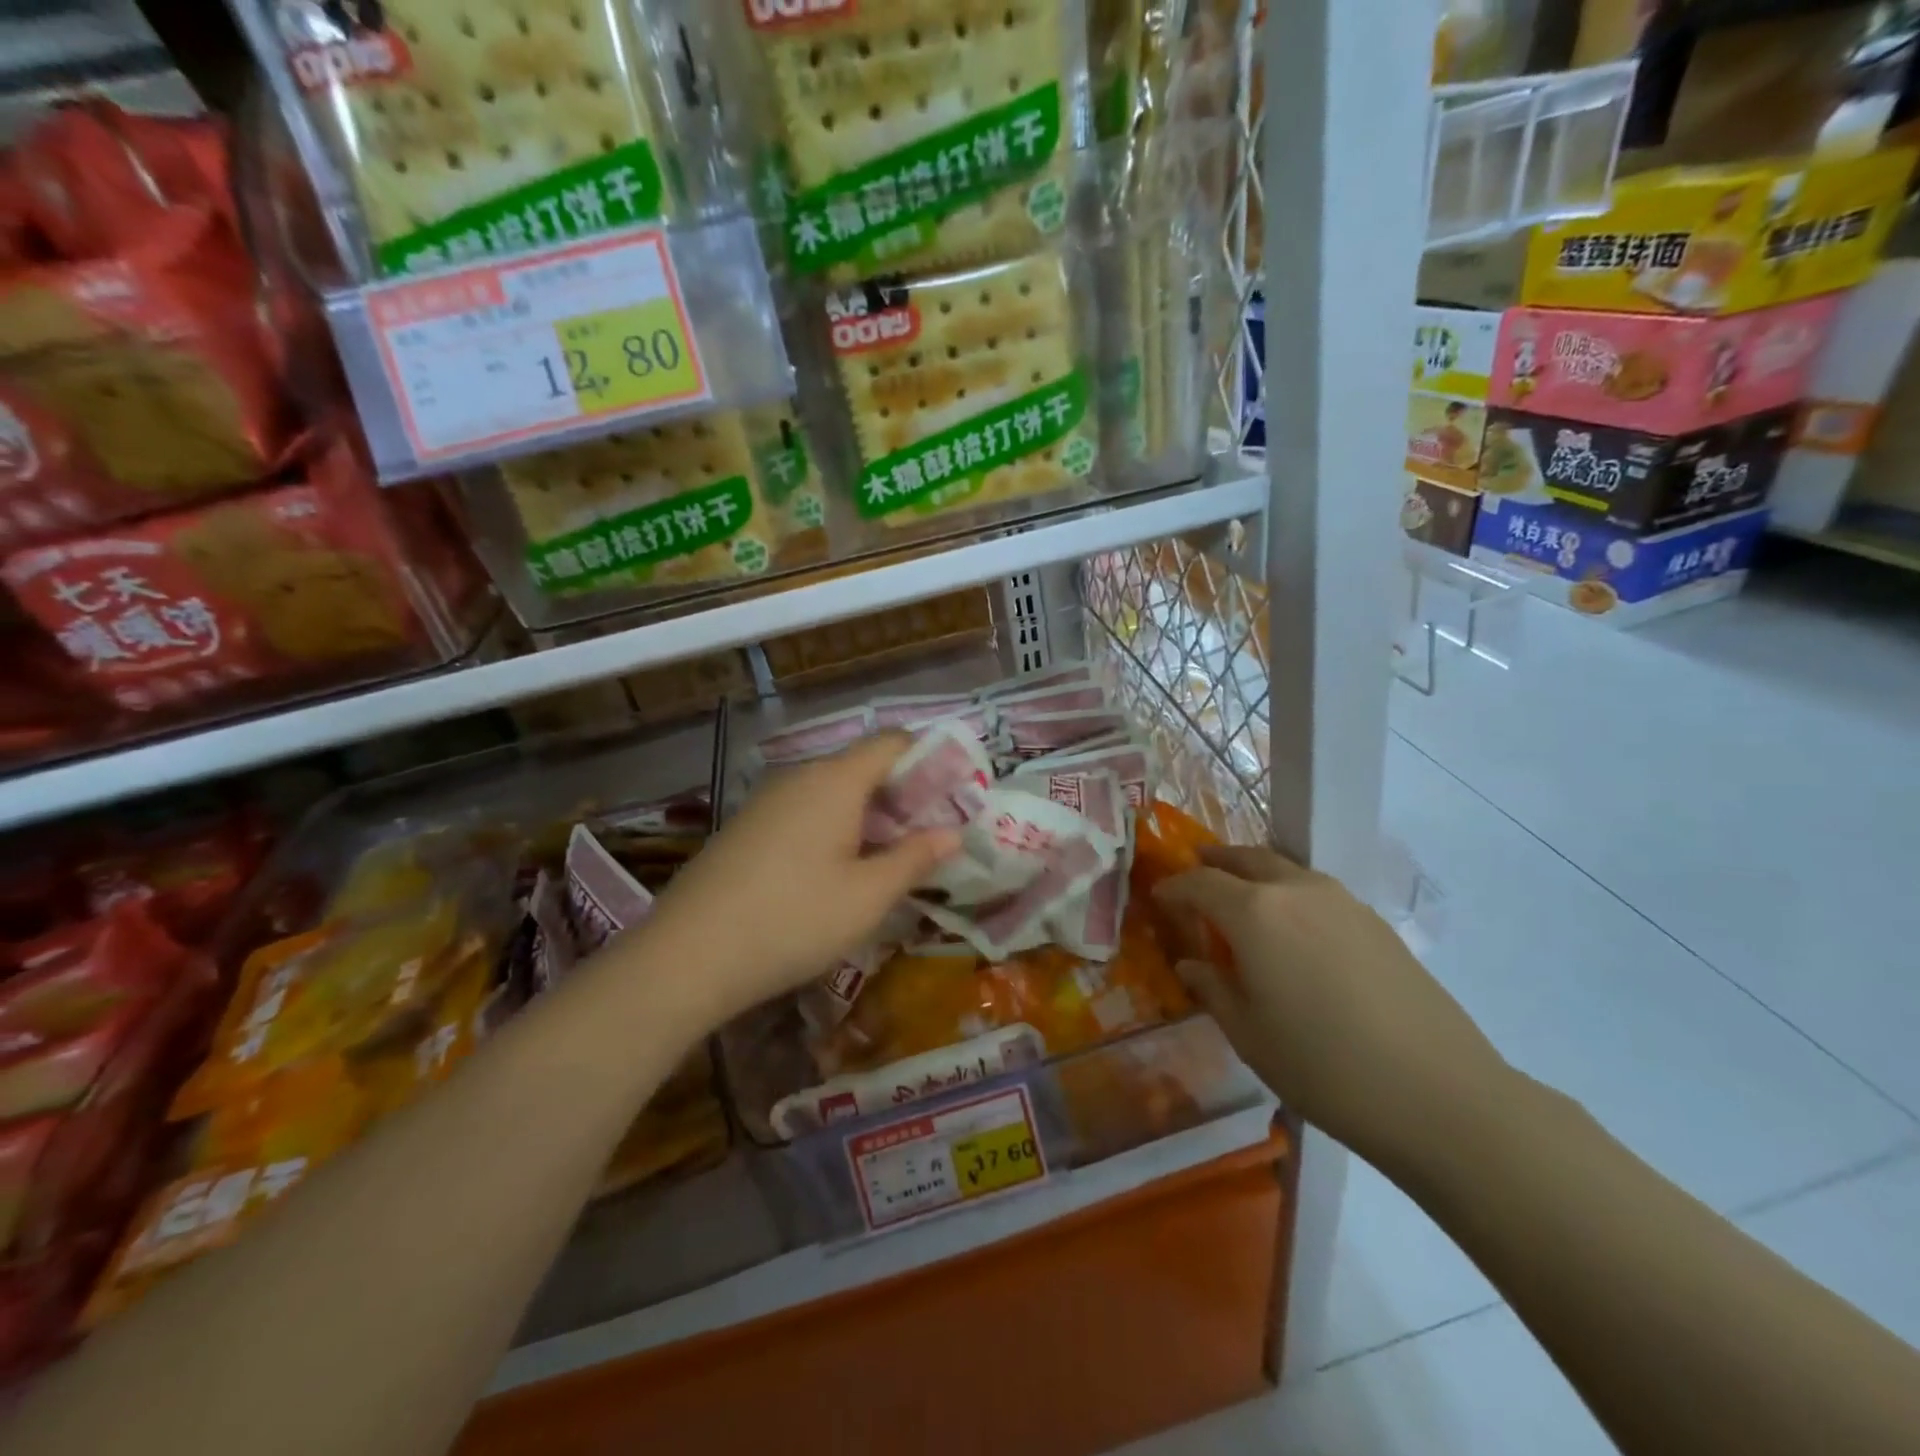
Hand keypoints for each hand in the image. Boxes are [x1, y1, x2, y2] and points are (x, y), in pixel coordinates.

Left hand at [636, 734, 958, 1028]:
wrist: (687, 956)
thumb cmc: (793, 920)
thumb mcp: (867, 897)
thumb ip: (915, 858)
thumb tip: (951, 833)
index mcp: (836, 781)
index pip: (892, 743)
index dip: (929, 760)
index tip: (955, 796)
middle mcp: (800, 778)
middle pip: (863, 766)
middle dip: (903, 795)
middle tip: (931, 837)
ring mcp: (767, 802)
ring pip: (833, 792)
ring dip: (869, 816)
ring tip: (891, 859)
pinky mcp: (746, 828)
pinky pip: (805, 812)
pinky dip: (834, 828)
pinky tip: (838, 872)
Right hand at [1154, 846, 1510, 1169]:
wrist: (1440, 1095)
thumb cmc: (1323, 1067)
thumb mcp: (1249, 1034)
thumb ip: (1213, 988)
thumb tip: (1192, 964)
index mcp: (1254, 912)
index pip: (1199, 882)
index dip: (1174, 887)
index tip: (1158, 897)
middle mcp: (1296, 890)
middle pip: (1246, 859)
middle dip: (1215, 863)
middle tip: (1196, 875)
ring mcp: (1342, 901)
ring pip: (1285, 870)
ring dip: (1255, 876)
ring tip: (1242, 901)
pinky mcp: (1375, 922)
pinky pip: (1316, 892)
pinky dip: (1290, 896)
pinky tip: (1293, 933)